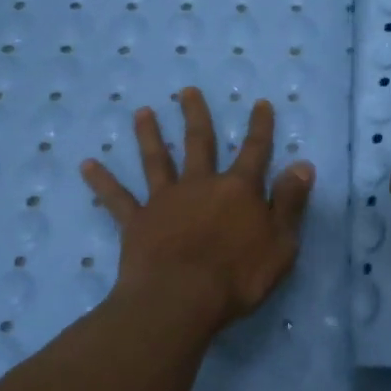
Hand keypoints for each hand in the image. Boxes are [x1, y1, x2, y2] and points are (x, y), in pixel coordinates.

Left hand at [81, 88, 314, 329]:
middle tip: (187, 91)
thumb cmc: (238, 276)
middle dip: (195, 115)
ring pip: (156, 160)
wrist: (181, 299)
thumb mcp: (281, 242)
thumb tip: (303, 165)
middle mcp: (200, 185)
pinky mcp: (137, 222)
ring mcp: (165, 201)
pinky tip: (87, 165)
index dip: (259, 127)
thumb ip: (290, 202)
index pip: (255, 151)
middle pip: (198, 143)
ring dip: (149, 135)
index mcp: (238, 190)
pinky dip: (102, 181)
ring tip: (142, 112)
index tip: (260, 103)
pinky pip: (117, 199)